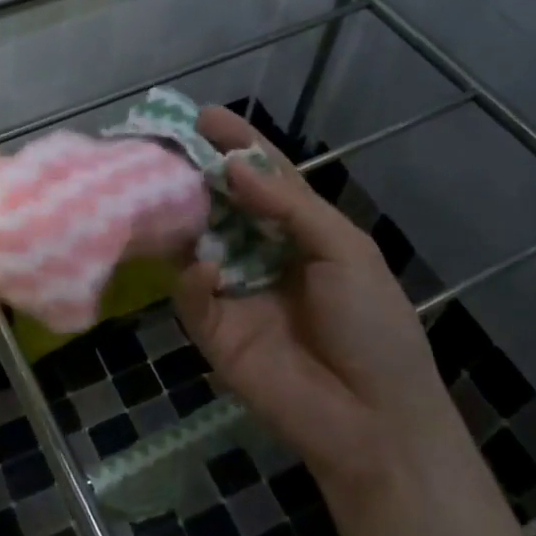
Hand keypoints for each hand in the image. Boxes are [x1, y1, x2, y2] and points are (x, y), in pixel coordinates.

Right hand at [173, 107, 456, 493]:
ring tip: (159, 186)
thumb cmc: (374, 326)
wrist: (375, 420)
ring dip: (180, 215)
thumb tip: (233, 166)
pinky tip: (207, 269)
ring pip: (196, 241)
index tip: (205, 115)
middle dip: (194, 172)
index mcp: (299, 231)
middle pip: (220, 203)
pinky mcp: (214, 329)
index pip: (262, 177)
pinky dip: (194, 277)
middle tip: (163, 142)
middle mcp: (260, 252)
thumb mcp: (346, 251)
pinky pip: (192, 293)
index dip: (237, 145)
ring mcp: (234, 289)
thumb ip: (289, 206)